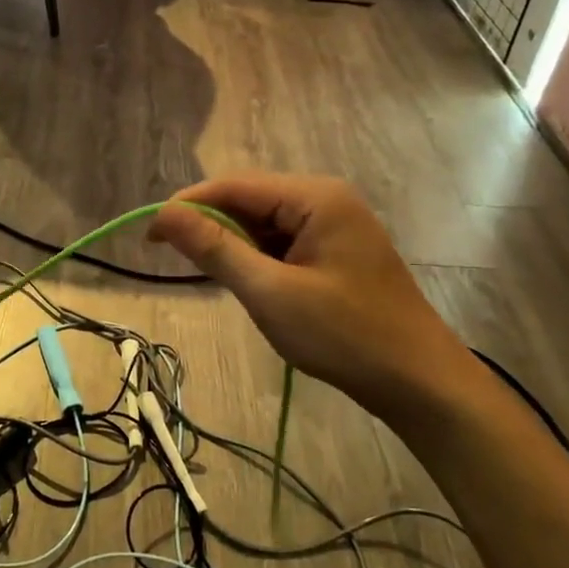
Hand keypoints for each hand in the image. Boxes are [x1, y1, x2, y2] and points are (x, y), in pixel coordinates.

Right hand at [148, 175, 480, 419]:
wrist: (419, 381)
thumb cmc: (344, 335)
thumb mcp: (270, 292)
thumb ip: (215, 248)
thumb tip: (163, 214)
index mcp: (315, 197)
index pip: (235, 186)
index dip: (188, 206)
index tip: (150, 236)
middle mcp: (326, 199)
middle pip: (251, 200)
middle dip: (212, 226)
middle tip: (175, 260)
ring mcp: (336, 225)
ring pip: (265, 224)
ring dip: (235, 245)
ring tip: (212, 277)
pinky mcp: (337, 251)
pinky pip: (284, 243)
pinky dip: (259, 259)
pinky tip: (248, 283)